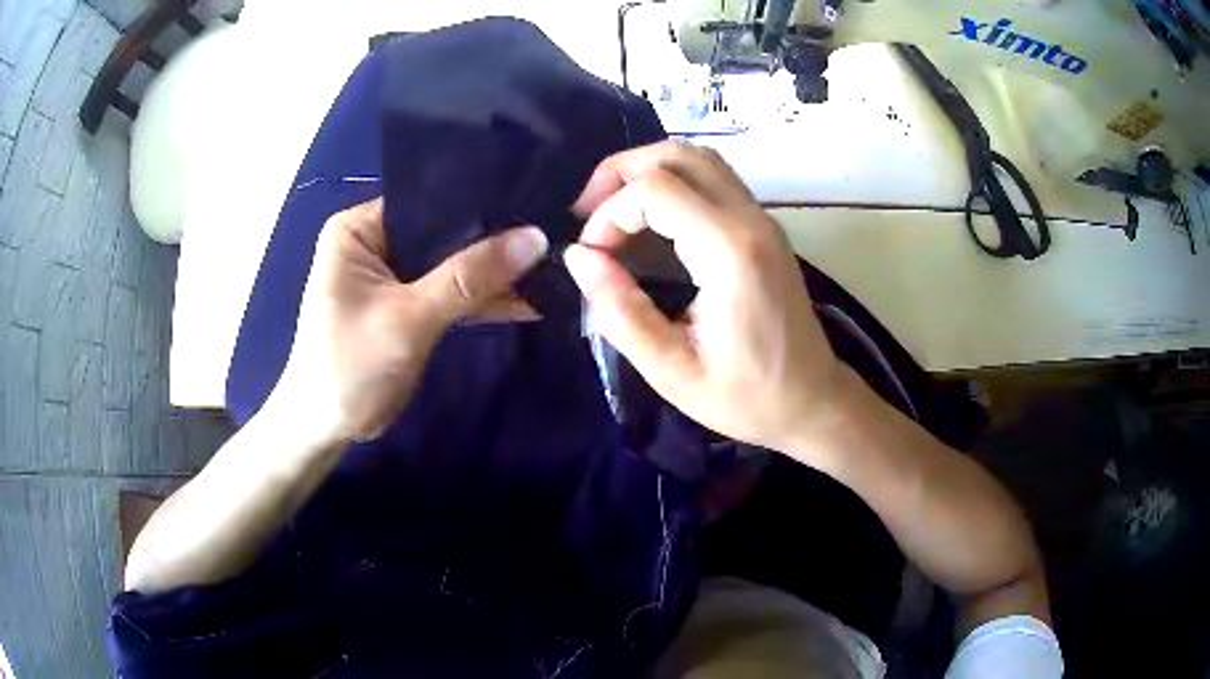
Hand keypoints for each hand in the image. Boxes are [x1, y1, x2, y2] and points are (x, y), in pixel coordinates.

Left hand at [272, 198, 547, 443]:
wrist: (326, 429)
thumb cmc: (351, 366)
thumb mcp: (409, 319)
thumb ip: (469, 278)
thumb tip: (535, 238)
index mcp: (359, 229)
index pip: (427, 202)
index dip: (479, 203)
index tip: (534, 204)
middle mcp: (374, 241)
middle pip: (443, 232)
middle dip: (493, 240)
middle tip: (552, 234)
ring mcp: (391, 275)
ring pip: (451, 264)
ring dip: (492, 274)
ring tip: (551, 266)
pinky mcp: (406, 304)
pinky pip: (449, 292)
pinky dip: (480, 299)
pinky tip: (527, 298)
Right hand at [564, 141, 850, 461]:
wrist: (812, 401)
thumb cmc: (746, 397)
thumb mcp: (671, 369)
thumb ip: (620, 311)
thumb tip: (579, 257)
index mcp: (730, 253)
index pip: (655, 190)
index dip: (609, 213)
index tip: (592, 257)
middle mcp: (750, 220)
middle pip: (677, 155)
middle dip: (621, 173)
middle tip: (588, 213)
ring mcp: (762, 218)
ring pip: (698, 158)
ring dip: (647, 171)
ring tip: (613, 210)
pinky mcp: (764, 226)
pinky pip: (713, 178)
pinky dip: (671, 182)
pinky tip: (650, 219)